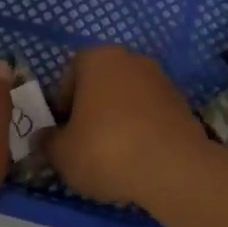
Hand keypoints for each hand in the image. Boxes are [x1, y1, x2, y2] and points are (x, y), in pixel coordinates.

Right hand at [43, 45, 211, 205]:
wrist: (174, 169)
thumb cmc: (106, 150)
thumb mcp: (62, 153)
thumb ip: (48, 141)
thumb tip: (45, 138)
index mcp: (98, 57)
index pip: (69, 75)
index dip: (62, 106)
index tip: (64, 133)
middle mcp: (131, 59)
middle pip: (100, 85)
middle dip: (91, 111)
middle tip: (85, 144)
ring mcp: (161, 79)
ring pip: (127, 100)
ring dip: (117, 121)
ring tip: (113, 157)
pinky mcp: (182, 104)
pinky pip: (150, 115)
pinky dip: (141, 131)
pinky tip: (138, 158)